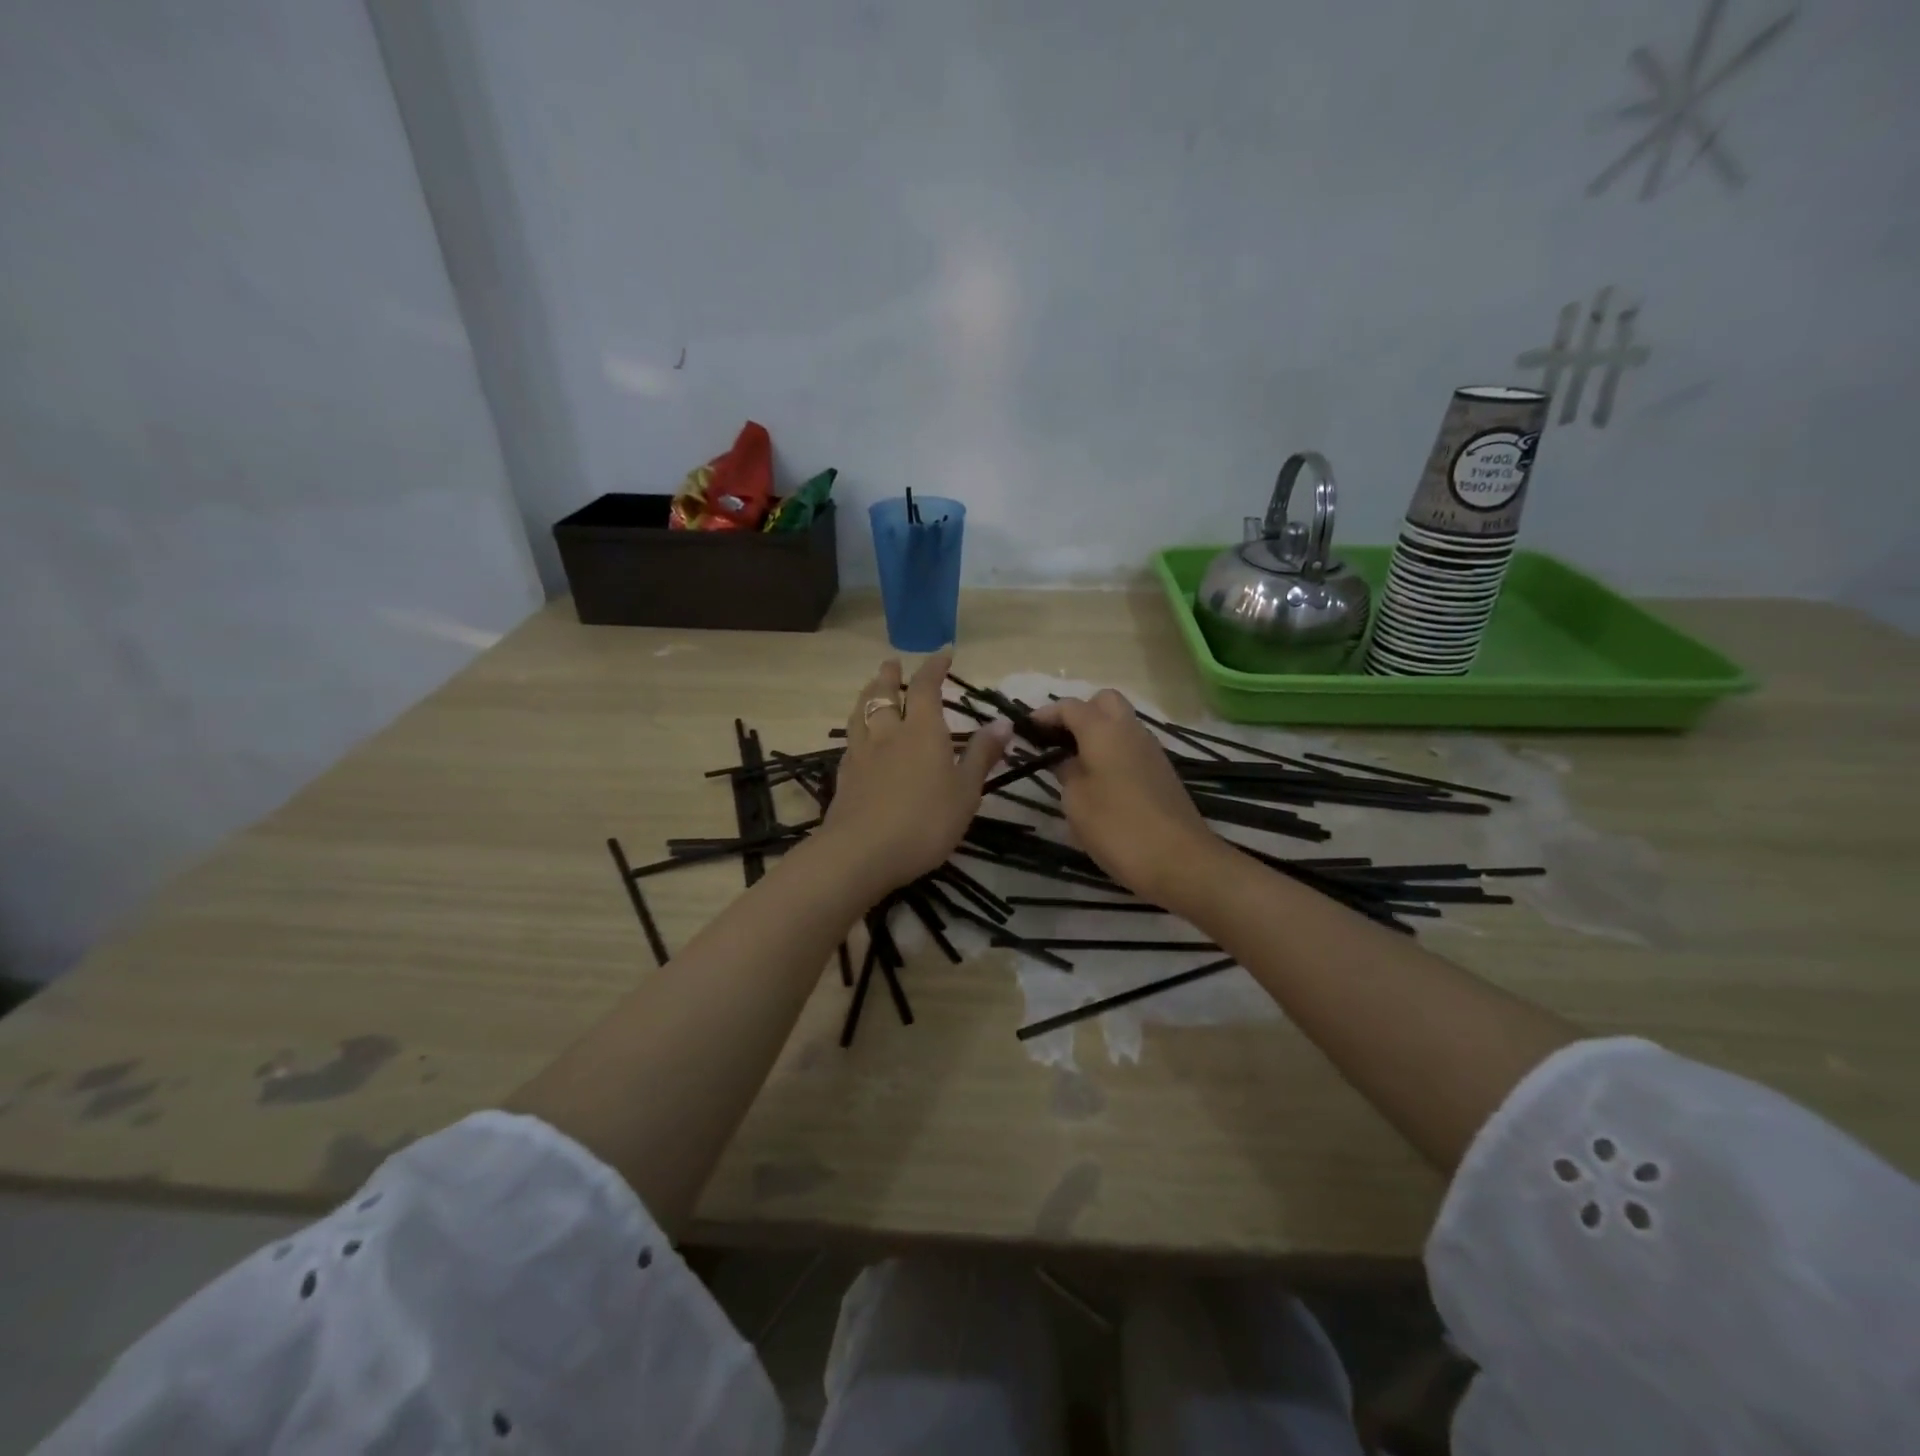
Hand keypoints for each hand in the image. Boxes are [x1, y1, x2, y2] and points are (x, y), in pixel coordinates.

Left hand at [820, 654, 1011, 893]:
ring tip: (870, 688)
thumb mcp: (966, 791)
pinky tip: (858, 738)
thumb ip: (981, 755)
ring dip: (867, 695)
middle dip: (889, 676)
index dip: (933, 667)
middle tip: (891, 663)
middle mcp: (888, 734)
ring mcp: (861, 755)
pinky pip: (851, 741)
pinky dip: (857, 729)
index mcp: (921, 731)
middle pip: (883, 695)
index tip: (942, 653)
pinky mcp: (844, 777)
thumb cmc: (925, 822)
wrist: (862, 853)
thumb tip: (1002, 721)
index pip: (925, 687)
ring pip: (861, 714)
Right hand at [1032, 690, 1221, 904]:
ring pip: (1121, 723)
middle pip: (1103, 702)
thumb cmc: (1117, 828)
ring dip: (1097, 733)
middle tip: (1058, 742)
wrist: (1180, 861)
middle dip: (1078, 713)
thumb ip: (1066, 772)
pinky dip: (1112, 752)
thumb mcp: (1076, 802)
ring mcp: (1151, 750)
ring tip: (1073, 764)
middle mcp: (1130, 730)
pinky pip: (1131, 747)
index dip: (1045, 714)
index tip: (1026, 729)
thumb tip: (1066, 759)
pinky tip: (1099, 782)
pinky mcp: (1162, 772)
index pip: (1070, 706)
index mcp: (1103, 731)